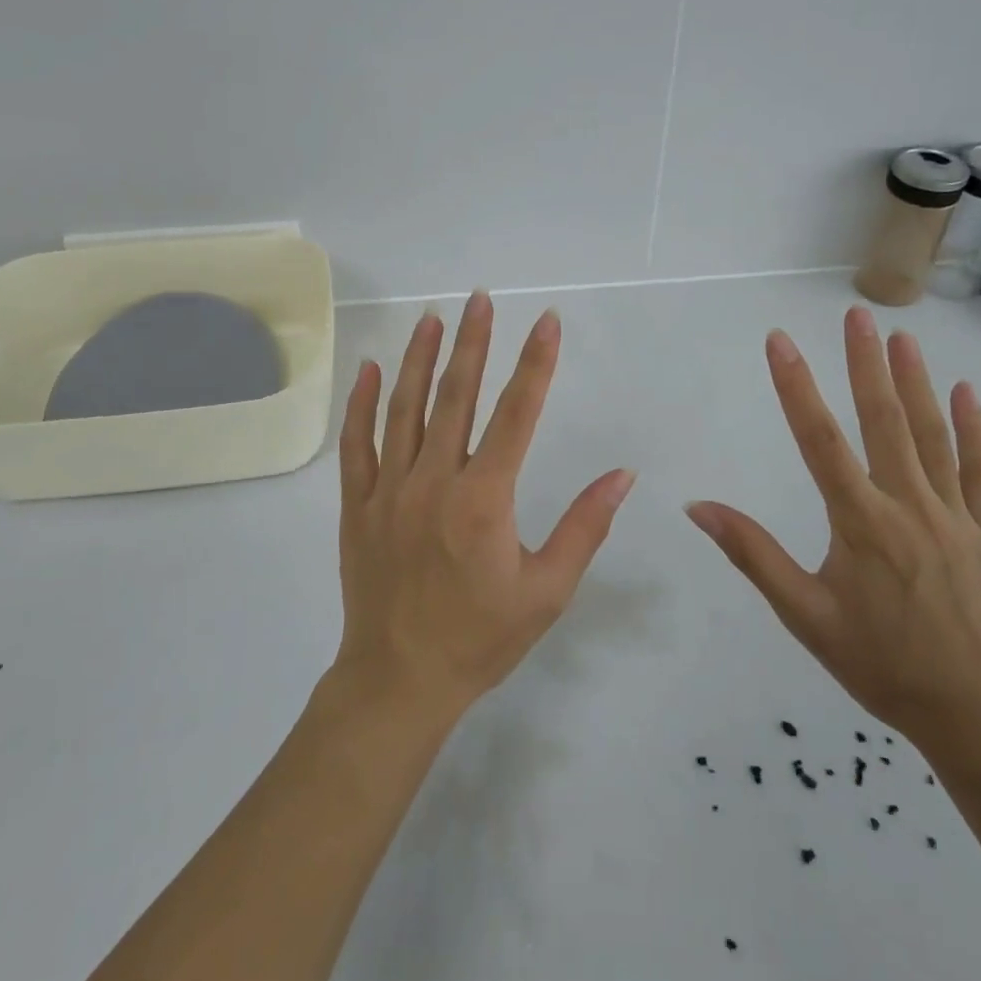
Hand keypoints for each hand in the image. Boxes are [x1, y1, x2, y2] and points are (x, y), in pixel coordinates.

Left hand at [334, 292, 636, 722]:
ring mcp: (388, 489)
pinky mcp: (357, 504)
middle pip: (456, 396)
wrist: (399, 681)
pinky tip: (369, 368)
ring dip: (419, 358)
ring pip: (403, 408)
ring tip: (433, 318)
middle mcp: (434, 480)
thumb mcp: (547, 590)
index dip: (535, 364)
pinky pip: (357, 443)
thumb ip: (584, 526)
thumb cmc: (480, 638)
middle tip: (482, 299)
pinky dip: (361, 403)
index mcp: (484, 498)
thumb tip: (623, 475)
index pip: (516, 413)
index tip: (547, 322)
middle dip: (474, 342)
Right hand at [686, 308, 980, 759]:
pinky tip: (964, 392)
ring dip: (914, 382)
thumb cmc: (877, 663)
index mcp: (860, 523)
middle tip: (855, 316)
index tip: (779, 342)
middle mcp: (907, 506)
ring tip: (900, 337)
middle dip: (865, 364)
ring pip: (931, 436)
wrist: (972, 712)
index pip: (819, 440)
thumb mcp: (803, 615)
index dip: (796, 387)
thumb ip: (753, 555)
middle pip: (883, 422)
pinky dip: (974, 430)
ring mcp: (952, 516)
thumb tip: (699, 507)